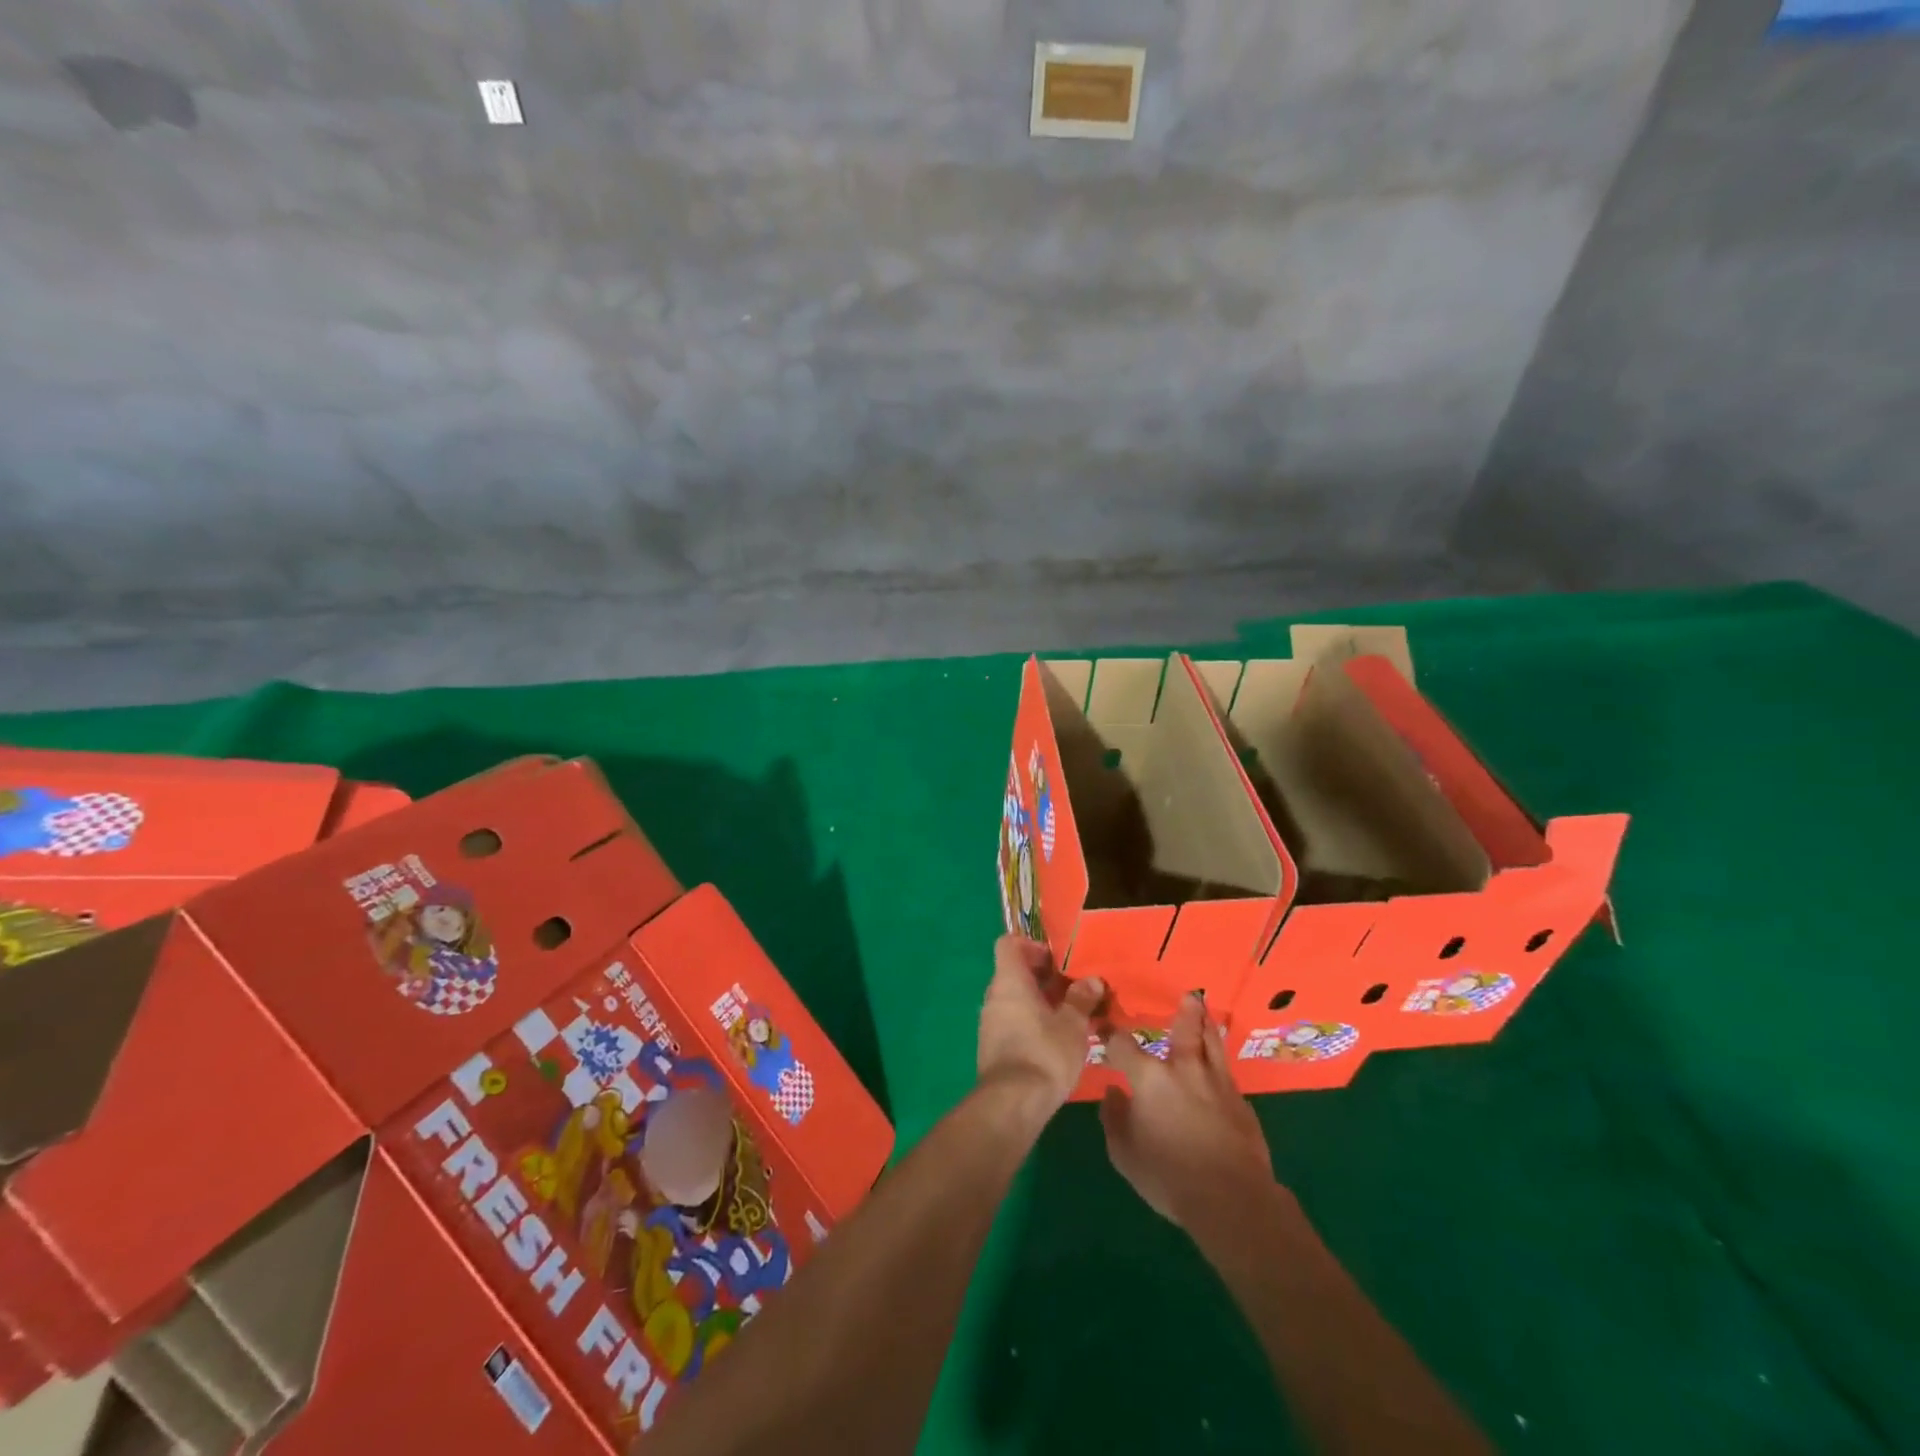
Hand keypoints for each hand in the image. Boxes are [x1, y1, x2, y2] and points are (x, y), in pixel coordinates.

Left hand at [977, 936, 1104, 1109]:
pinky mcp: (993, 1046)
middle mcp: (994, 996)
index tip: (1055, 960)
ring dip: (1040, 1002)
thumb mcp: (1072, 1024)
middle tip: (1072, 988)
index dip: (1031, 945)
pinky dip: (1031, 1021)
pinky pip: (1012, 1021)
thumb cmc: (1044, 1052)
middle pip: (1014, 972)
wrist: (1013, 1104)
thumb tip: (1092, 981)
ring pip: (1015, 999)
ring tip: (1070, 1015)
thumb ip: (1081, 999)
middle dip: (1043, 977)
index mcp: (1009, 981)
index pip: (1009, 944)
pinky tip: (1056, 1039)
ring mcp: (990, 1022)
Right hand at [1100, 993, 1276, 1229]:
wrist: (1231, 1198)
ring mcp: (1216, 1083)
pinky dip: (1220, 1060)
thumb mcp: (1125, 1153)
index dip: (1110, 1033)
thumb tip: (1113, 1091)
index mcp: (1149, 1078)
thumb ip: (1114, 1118)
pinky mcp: (1241, 1102)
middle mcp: (1183, 1069)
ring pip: (1212, 1043)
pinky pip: (1227, 1072)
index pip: (1123, 1045)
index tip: (1103, 1024)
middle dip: (1184, 1011)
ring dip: (1207, 1025)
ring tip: (1206, 1011)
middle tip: (1188, 995)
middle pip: (1184, 1030)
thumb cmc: (1168, 1175)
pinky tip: (1220, 1065)